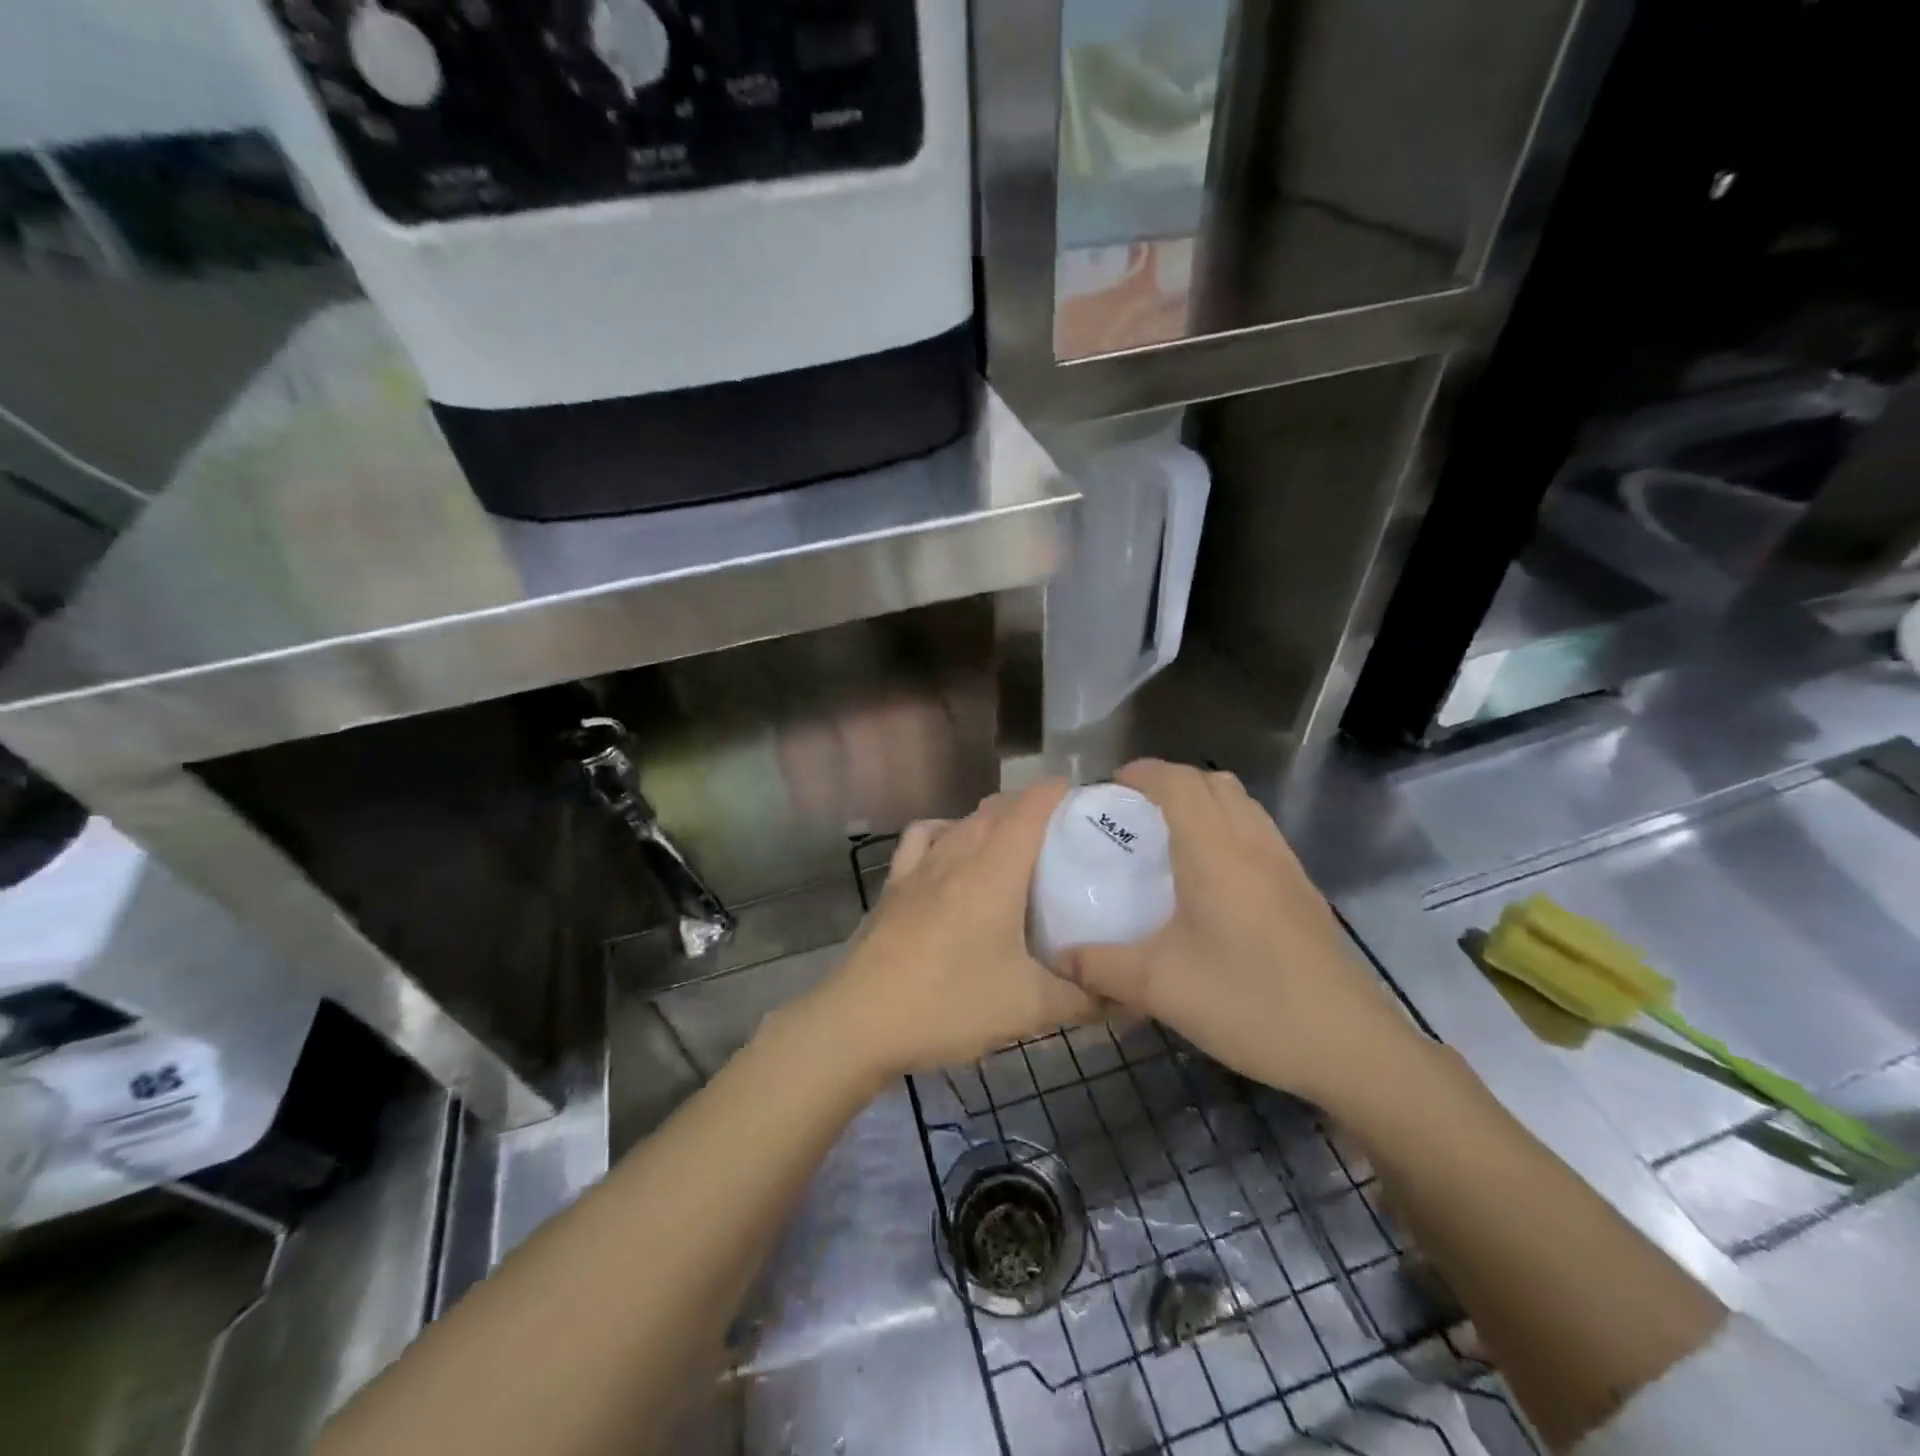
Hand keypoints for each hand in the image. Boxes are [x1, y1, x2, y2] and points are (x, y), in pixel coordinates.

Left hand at [813, 780, 1100, 1079]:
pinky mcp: (895, 884)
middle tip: (1065, 835)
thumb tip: (1128, 996)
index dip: (1060, 793)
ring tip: (1016, 844)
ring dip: (993, 819)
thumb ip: (1085, 999)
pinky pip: (924, 837)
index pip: (1031, 806)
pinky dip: (946, 831)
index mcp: (994, 870)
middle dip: (1033, 807)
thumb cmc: (950, 1006)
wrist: (860, 1023)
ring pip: (963, 821)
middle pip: (998, 808)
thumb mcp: (1029, 1009)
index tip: (1087, 802)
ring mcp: (920, 866)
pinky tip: (953, 849)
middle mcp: (957, 853)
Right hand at [1061, 760, 1429, 1108]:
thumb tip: (1058, 957)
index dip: (1142, 773)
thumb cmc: (1248, 1002)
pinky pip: (1260, 832)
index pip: (1178, 782)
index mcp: (1214, 852)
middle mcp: (1253, 844)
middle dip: (1170, 782)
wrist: (1349, 1046)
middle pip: (1213, 782)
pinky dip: (1229, 828)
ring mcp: (1286, 865)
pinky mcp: (1304, 891)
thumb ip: (1100, 966)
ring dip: (1204, 802)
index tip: (1109, 789)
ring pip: (1243, 804)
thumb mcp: (1159, 987)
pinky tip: (1214, 879)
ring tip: (1172, 839)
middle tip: (1135, 814)